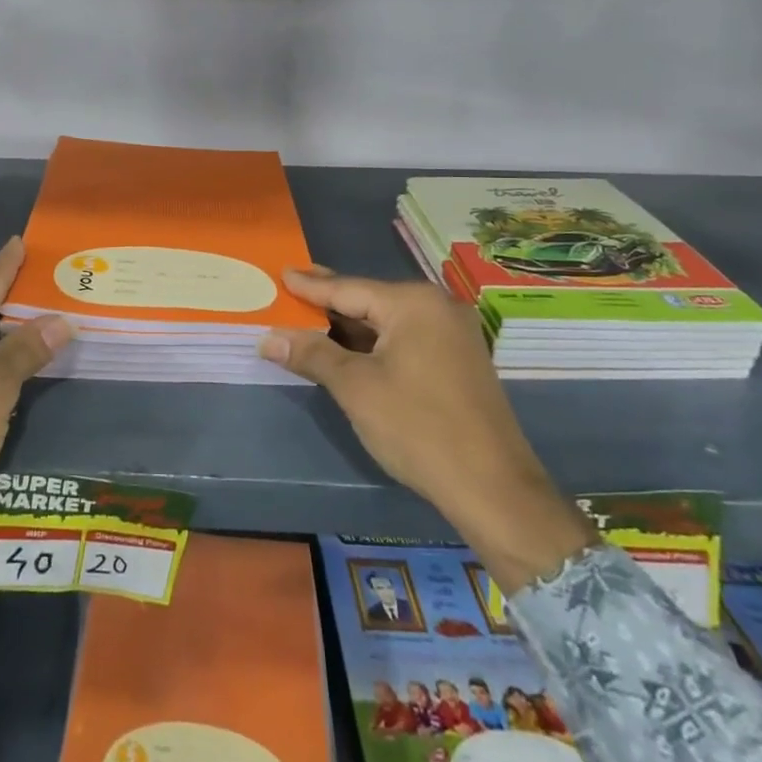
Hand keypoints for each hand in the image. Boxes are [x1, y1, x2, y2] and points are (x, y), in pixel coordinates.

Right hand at [259, 269, 593, 590]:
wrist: (493, 488)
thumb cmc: (417, 427)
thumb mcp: (356, 387)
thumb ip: (312, 354)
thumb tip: (268, 337)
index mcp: (413, 303)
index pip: (348, 288)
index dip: (310, 286)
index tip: (282, 273)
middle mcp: (437, 308)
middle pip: (369, 300)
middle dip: (329, 300)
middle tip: (293, 285)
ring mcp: (452, 335)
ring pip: (387, 322)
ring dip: (349, 326)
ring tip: (311, 317)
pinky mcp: (457, 361)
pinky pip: (404, 339)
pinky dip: (373, 343)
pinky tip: (348, 348)